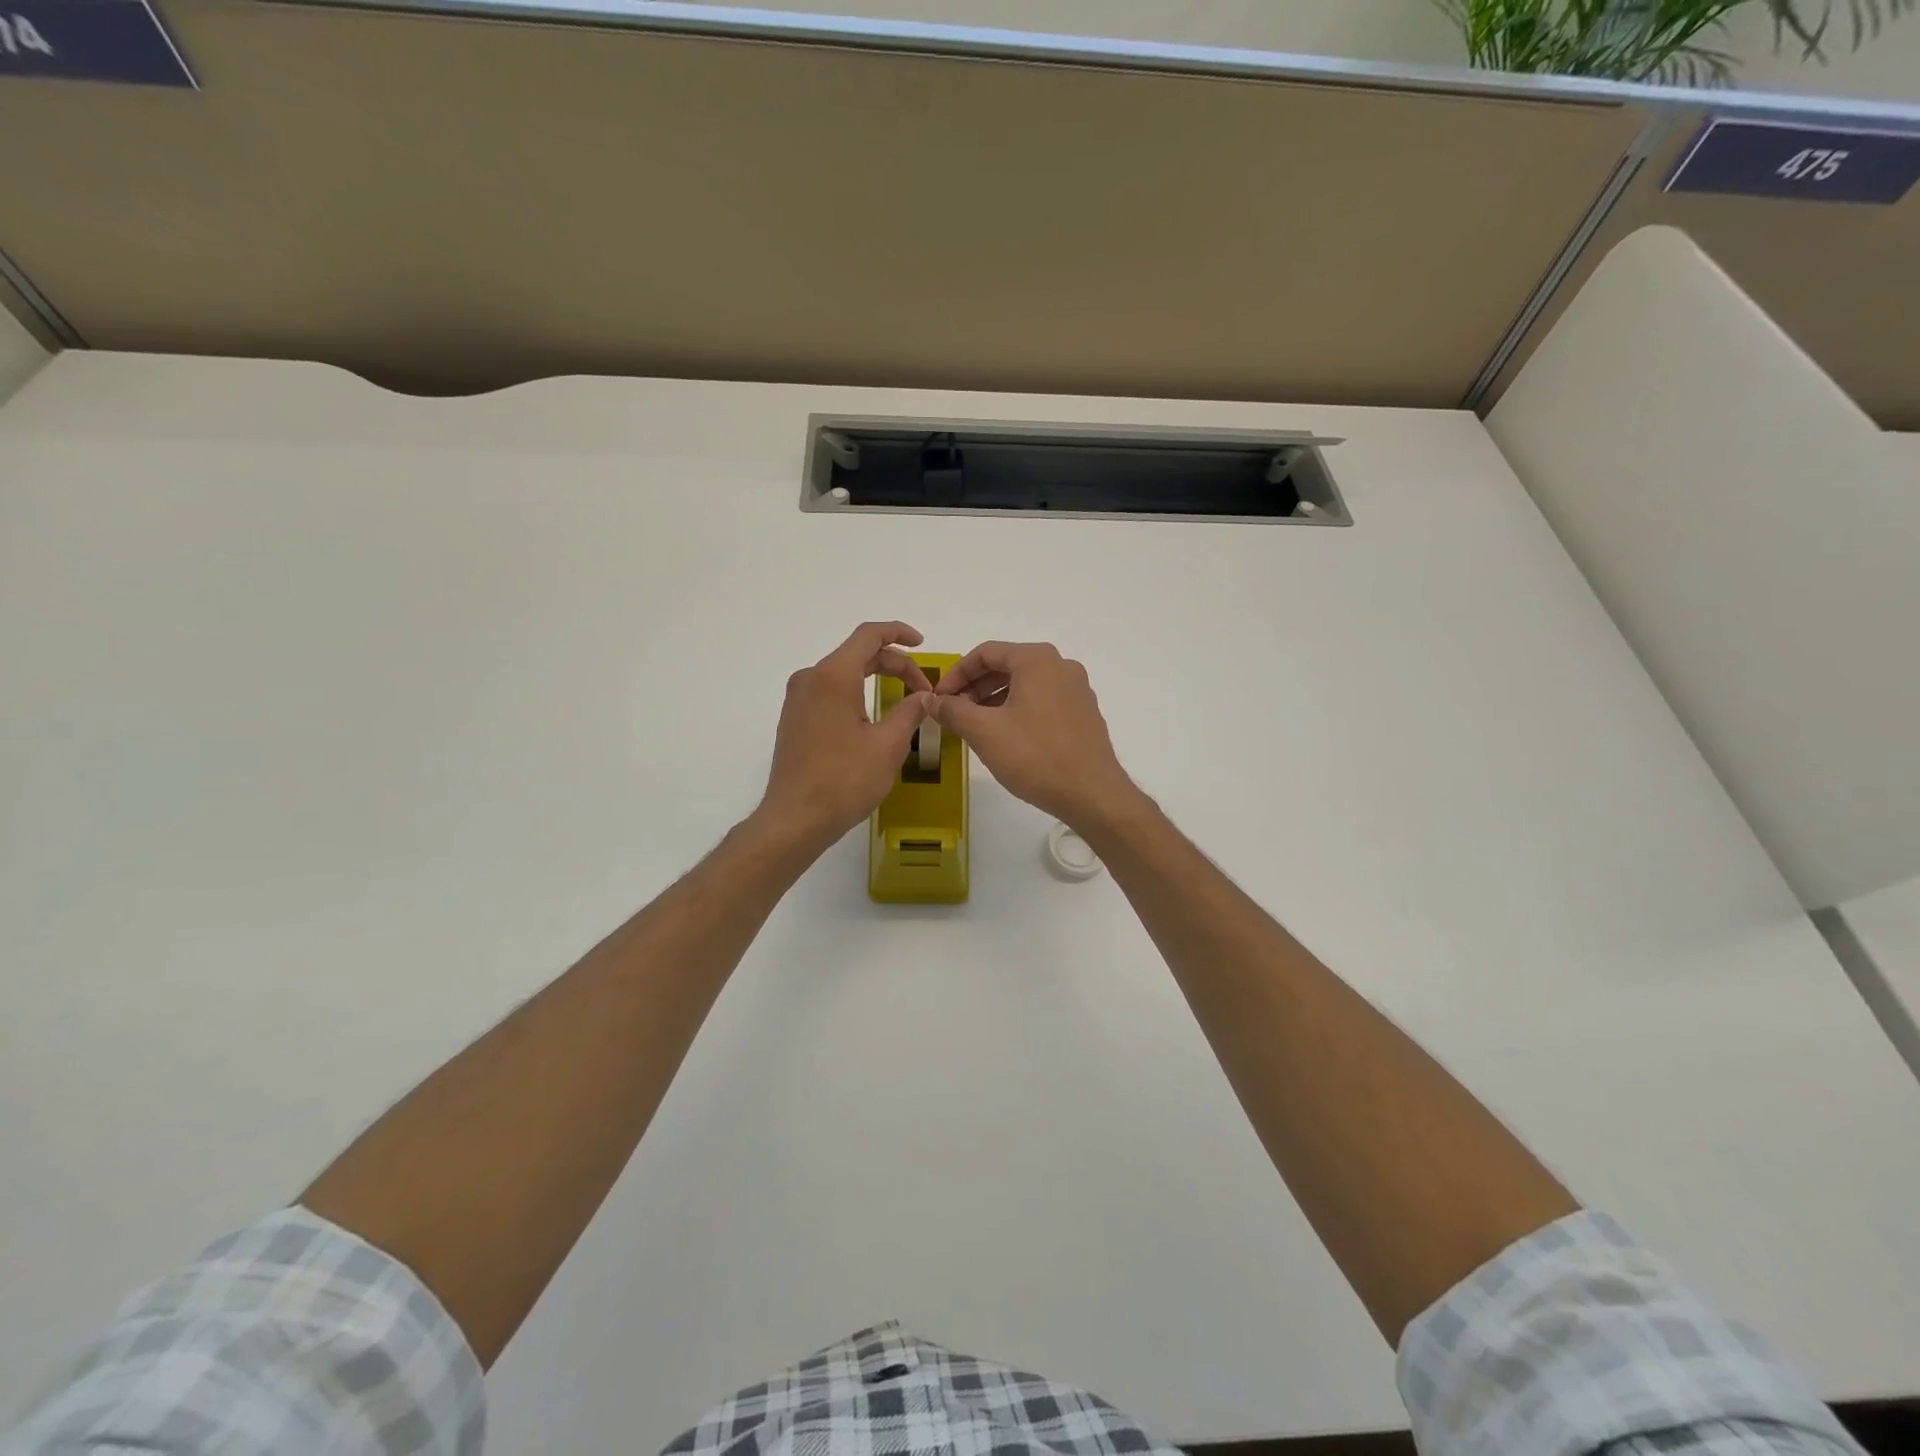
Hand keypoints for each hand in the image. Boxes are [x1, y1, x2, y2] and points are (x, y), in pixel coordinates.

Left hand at [757, 622, 933, 852]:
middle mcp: (810, 679)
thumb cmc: (844, 780)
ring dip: (875, 679)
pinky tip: (872, 716)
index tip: (922, 644)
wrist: (795, 819)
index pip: (868, 636)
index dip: (898, 633)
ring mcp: (797, 699)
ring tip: (903, 700)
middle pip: (857, 654)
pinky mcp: (794, 719)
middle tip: (922, 690)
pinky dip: (856, 694)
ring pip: (842, 674)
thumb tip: (924, 696)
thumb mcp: (889, 745)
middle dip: (894, 664)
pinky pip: (829, 692)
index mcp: (832, 676)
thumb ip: (910, 711)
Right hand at [929, 641, 1139, 829]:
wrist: (1092, 794)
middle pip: (1007, 666)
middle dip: (975, 687)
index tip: (938, 699)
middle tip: (953, 712)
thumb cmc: (1035, 756)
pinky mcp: (1084, 714)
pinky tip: (1006, 737)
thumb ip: (953, 710)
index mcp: (1036, 660)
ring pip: (1025, 685)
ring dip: (995, 700)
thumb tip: (932, 701)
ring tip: (975, 726)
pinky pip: (1043, 701)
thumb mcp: (984, 731)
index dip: (955, 674)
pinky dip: (1018, 710)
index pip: (985, 653)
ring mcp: (1077, 690)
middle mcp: (1061, 666)